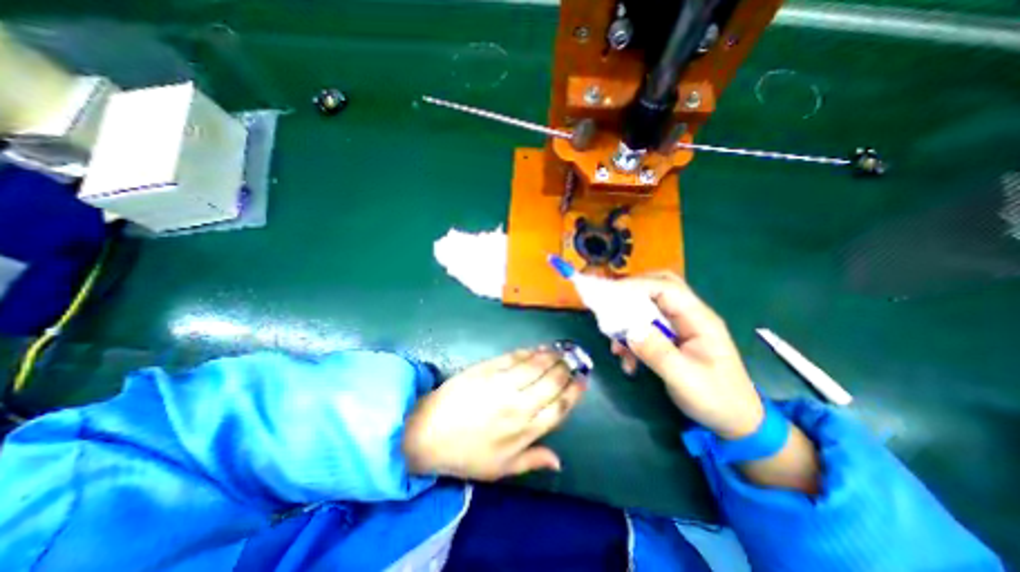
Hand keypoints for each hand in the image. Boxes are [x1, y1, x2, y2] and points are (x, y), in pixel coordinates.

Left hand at [402, 345, 585, 480]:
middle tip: (574, 360)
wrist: (429, 432)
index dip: (574, 392)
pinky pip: (515, 357)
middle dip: (567, 369)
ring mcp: (502, 384)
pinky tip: (537, 348)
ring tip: (561, 350)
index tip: (583, 380)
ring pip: (536, 365)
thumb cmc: (467, 453)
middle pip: (552, 382)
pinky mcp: (488, 368)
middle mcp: (519, 405)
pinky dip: (530, 351)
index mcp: (524, 431)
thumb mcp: (501, 469)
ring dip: (552, 356)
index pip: (559, 407)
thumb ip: (532, 460)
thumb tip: (559, 461)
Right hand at [608, 270, 759, 436]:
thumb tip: (629, 330)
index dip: (636, 287)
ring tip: (617, 346)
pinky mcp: (672, 339)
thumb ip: (657, 352)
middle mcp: (689, 316)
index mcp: (699, 319)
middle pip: (658, 288)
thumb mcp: (685, 379)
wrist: (735, 421)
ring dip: (628, 322)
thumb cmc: (716, 399)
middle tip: (610, 306)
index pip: (666, 288)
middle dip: (631, 294)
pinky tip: (627, 360)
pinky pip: (646, 328)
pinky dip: (632, 339)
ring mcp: (680, 327)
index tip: (609, 296)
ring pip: (649, 307)